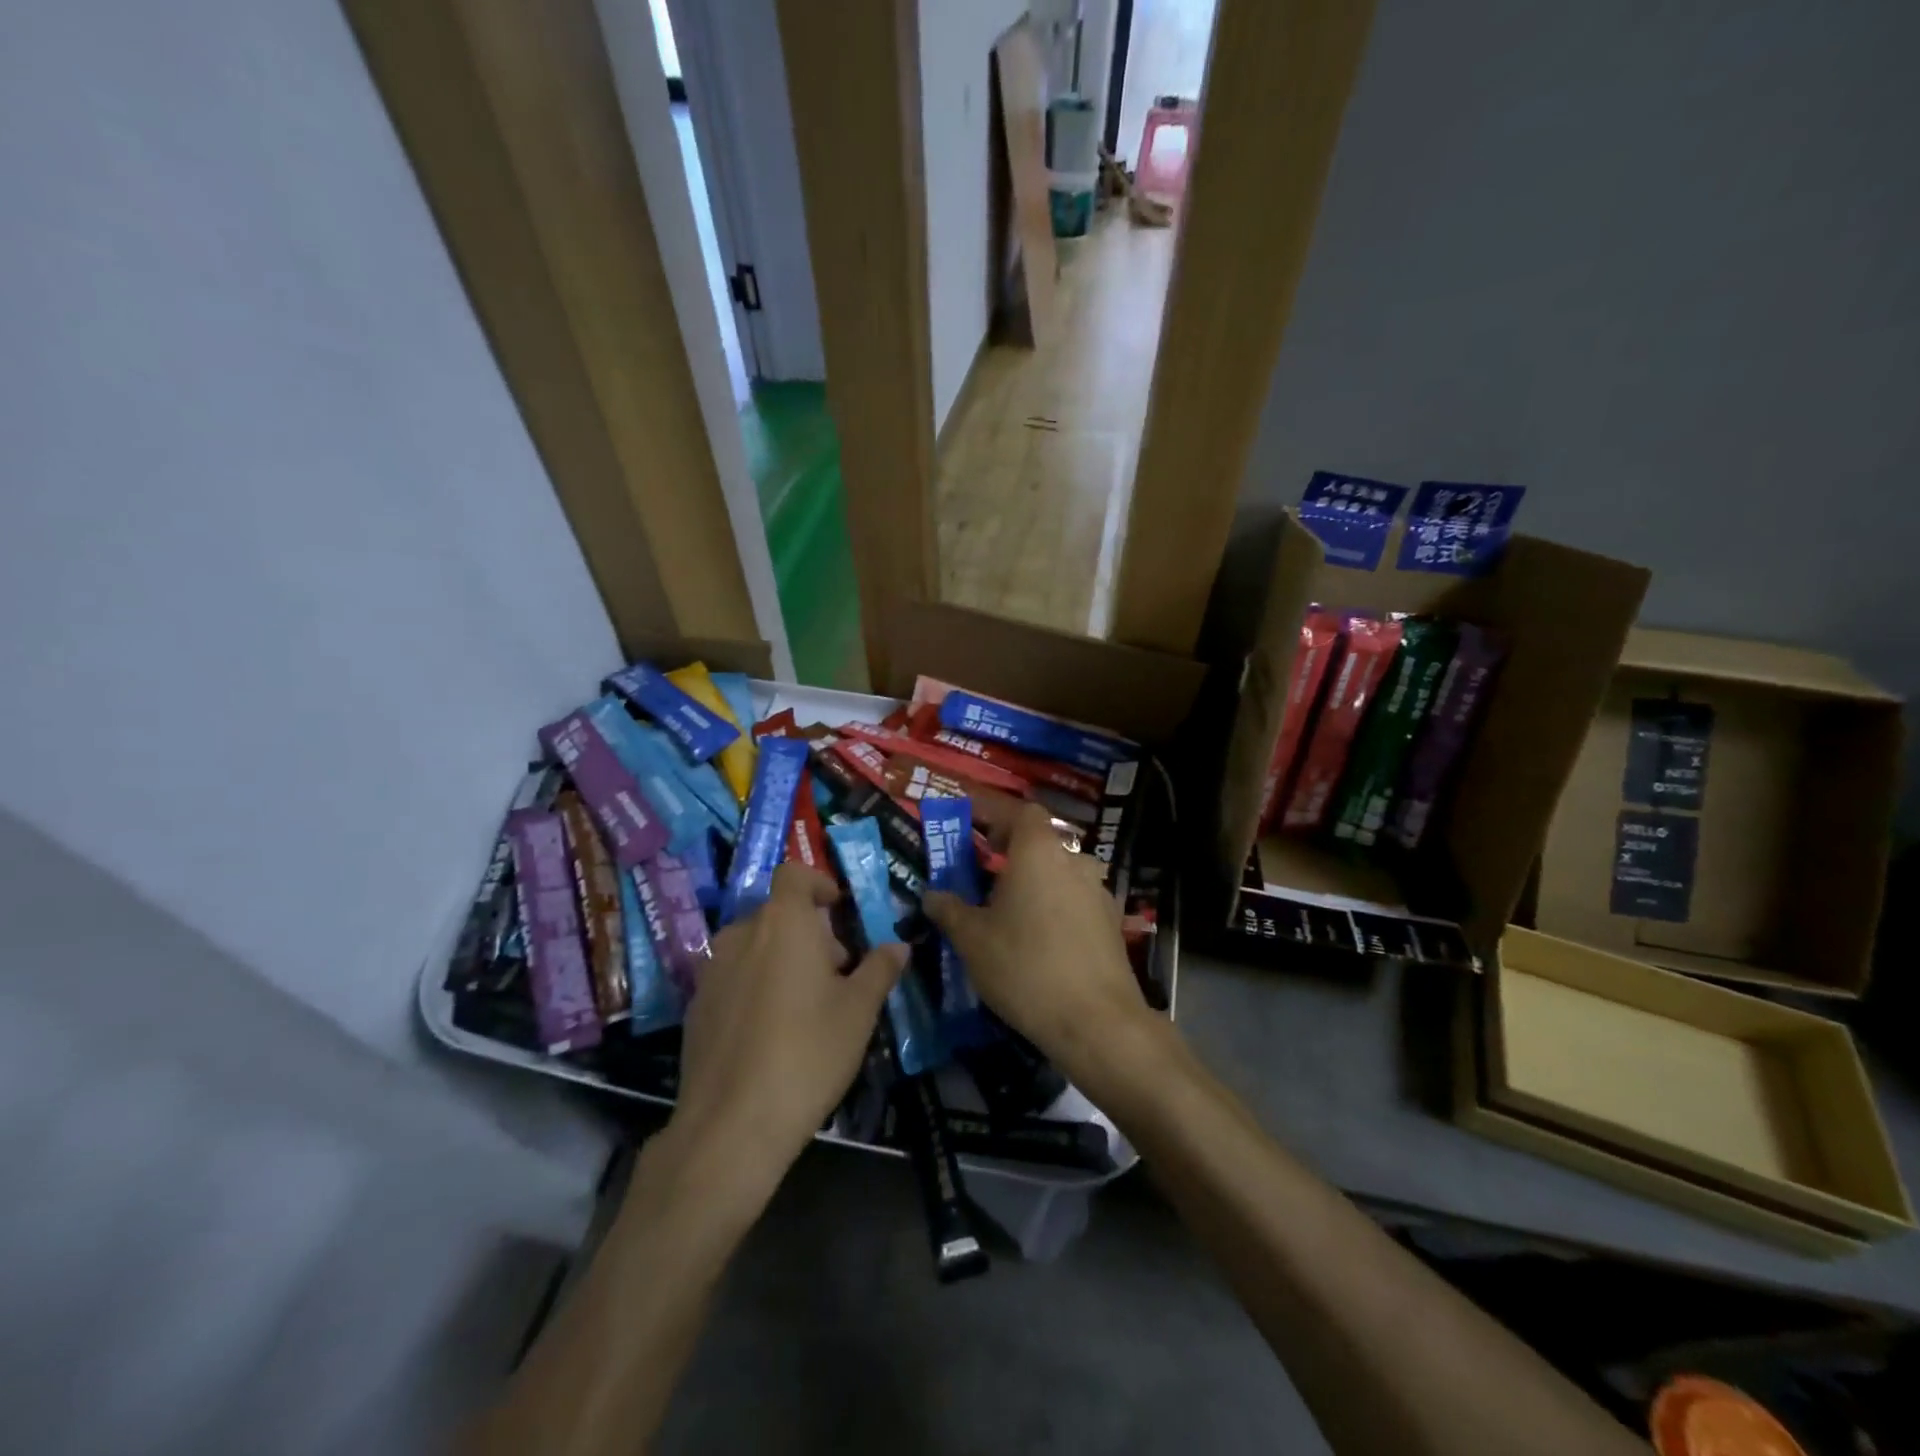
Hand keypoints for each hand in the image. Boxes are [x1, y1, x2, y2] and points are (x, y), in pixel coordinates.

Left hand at [670, 863, 906, 1183]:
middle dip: (809, 933)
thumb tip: (898, 946)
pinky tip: (770, 1032)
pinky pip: (732, 977)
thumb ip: (880, 969)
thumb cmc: (807, 1052)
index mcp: (783, 922)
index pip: (794, 874)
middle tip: (837, 973)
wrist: (731, 1124)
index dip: (819, 883)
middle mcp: (741, 934)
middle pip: (778, 914)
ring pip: (754, 946)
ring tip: (805, 1004)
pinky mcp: (696, 1006)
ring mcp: (712, 970)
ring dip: (781, 959)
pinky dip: (755, 986)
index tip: (840, 910)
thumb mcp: (858, 1010)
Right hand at [922, 796, 1153, 1086]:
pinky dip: (1053, 904)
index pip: (1019, 811)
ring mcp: (1097, 891)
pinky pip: (1073, 899)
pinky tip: (1038, 936)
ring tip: (1007, 907)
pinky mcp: (1110, 922)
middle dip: (1009, 849)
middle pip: (1039, 841)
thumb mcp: (972, 940)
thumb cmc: (1025, 967)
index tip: (969, 820)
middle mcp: (1073, 861)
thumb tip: (932, 894)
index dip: (993, 811)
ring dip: (1033, 879)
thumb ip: (949, 910)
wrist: (1096, 1021)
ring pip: (1058, 871)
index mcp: (1038, 852)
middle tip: (982, 868)